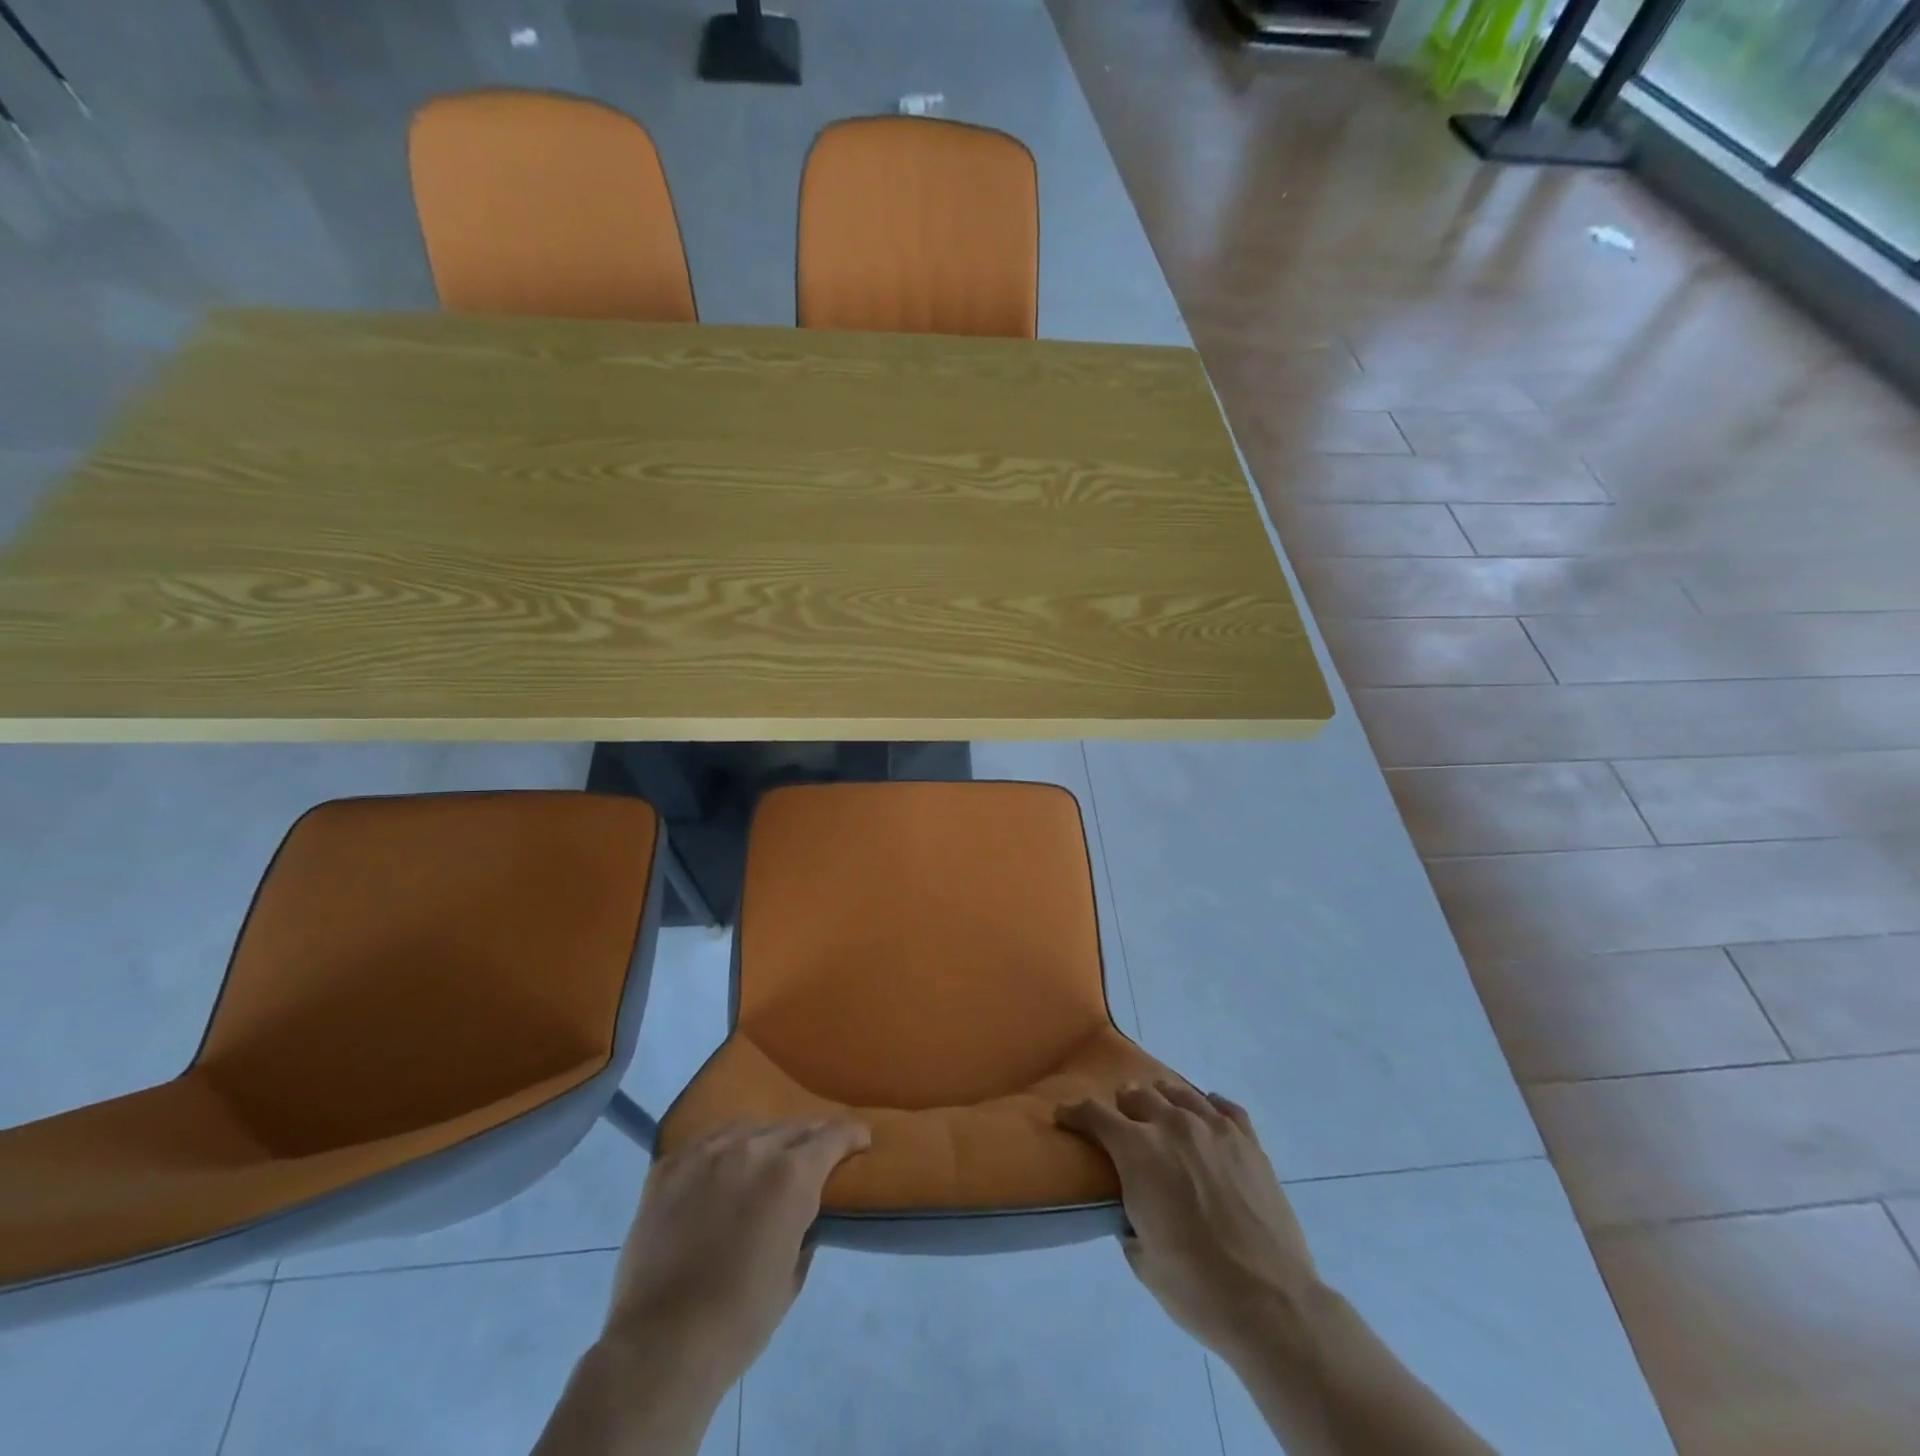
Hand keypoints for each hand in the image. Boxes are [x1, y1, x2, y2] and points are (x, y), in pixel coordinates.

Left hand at [604, 1119, 871, 1391]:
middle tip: (814, 1155)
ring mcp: (706, 1153)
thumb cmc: (740, 1319)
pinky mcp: (668, 1166)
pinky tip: (719, 1170)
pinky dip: (721, 1153)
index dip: (851, 1135)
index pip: (833, 1135)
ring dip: (764, 1142)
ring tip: (763, 1161)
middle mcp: (752, 1149)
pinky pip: (705, 1143)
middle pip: (792, 1127)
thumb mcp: (793, 1274)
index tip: (860, 1140)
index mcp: (791, 1175)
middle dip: (810, 1139)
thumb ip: (804, 1228)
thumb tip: (802, 1214)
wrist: (661, 1344)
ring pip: (748, 1129)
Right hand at [1056, 1082, 1317, 1362]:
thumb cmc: (1196, 1288)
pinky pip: (1224, 1107)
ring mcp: (1215, 1129)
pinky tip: (1206, 1117)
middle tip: (1119, 1120)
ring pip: (1179, 1092)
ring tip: (1160, 1111)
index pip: (1095, 1114)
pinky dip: (1208, 1107)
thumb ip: (1128, 1218)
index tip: (1065, 1116)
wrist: (1272, 1304)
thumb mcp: (1142, 1258)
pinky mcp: (1249, 1142)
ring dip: (1161, 1099)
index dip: (1075, 1112)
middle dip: (1121, 1105)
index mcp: (1138, 1150)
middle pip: (1137, 1094)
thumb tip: (1132, 1207)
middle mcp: (1173, 1125)